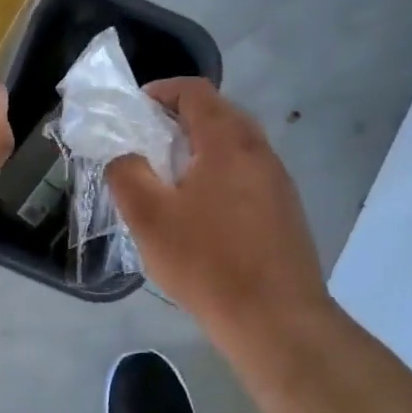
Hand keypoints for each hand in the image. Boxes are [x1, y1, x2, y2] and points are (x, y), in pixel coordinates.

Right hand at [106, 78, 328, 328]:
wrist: (277, 321)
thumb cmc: (208, 262)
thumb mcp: (150, 218)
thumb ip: (127, 174)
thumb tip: (125, 156)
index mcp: (228, 141)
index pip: (196, 91)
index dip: (163, 90)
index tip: (137, 108)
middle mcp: (260, 151)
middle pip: (219, 114)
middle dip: (181, 119)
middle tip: (149, 142)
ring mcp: (278, 181)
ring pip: (236, 146)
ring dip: (202, 149)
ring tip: (171, 178)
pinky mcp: (286, 210)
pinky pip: (248, 173)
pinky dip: (221, 174)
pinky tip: (203, 211)